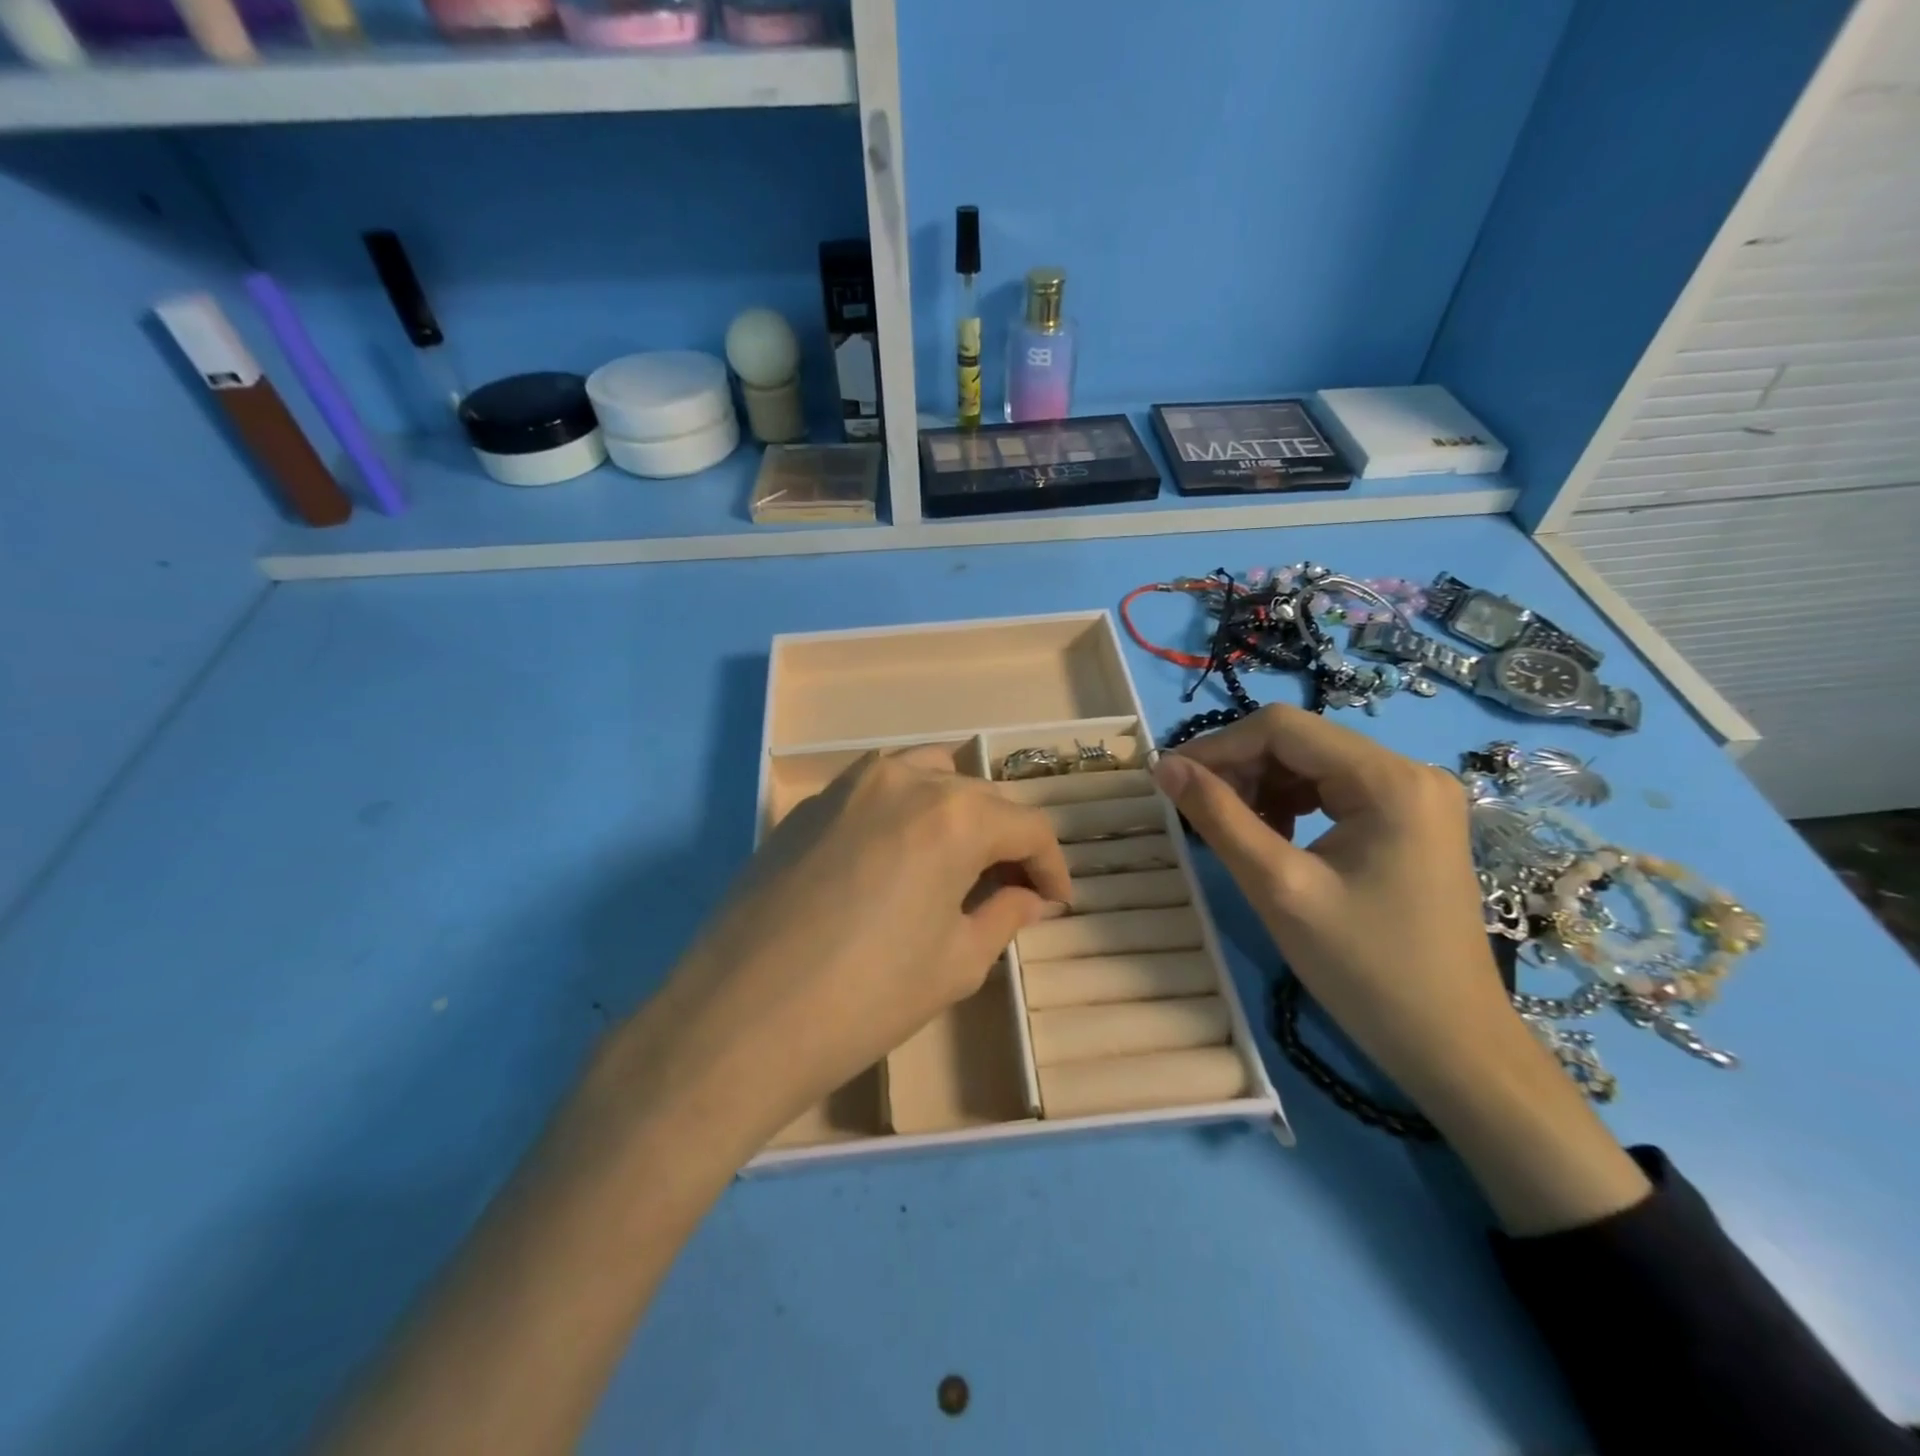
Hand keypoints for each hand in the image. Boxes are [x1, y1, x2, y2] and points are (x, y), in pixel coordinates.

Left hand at [601, 746, 1071, 1159]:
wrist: (737, 1020)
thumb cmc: (864, 999)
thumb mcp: (954, 964)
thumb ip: (1003, 916)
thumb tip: (1031, 899)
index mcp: (952, 815)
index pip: (1027, 827)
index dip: (1051, 867)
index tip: (1056, 903)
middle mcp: (902, 779)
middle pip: (978, 796)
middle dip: (1005, 841)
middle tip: (1010, 890)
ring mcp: (847, 786)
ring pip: (925, 777)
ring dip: (955, 812)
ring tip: (957, 864)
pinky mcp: (807, 806)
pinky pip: (876, 791)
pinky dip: (905, 812)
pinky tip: (897, 861)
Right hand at [1152, 705, 1503, 1098]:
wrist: (1450, 1045)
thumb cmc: (1364, 969)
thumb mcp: (1278, 887)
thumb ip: (1218, 817)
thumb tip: (1164, 766)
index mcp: (1389, 779)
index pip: (1283, 728)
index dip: (1218, 746)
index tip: (1170, 779)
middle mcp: (1410, 772)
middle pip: (1300, 742)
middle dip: (1240, 768)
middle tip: (1194, 809)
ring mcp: (1416, 796)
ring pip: (1313, 765)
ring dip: (1262, 786)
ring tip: (1230, 827)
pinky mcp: (1411, 821)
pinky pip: (1335, 791)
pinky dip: (1292, 805)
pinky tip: (1272, 838)